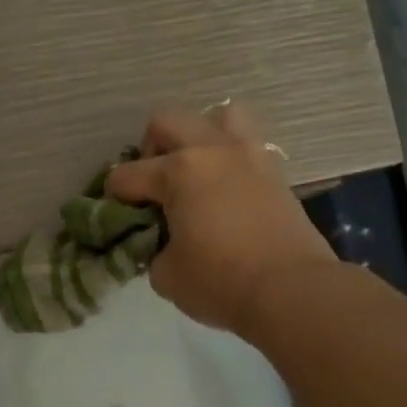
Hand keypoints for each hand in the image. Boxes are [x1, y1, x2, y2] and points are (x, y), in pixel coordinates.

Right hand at [107, 103, 337, 334]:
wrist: (291, 291)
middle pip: (167, 121)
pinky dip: (230, 157)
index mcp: (178, 171)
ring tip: (196, 169)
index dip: (115, 195)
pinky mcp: (276, 172)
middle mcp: (212, 151)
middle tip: (153, 183)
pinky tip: (225, 188)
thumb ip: (153, 251)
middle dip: (150, 148)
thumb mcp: (167, 276)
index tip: (115, 213)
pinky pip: (248, 144)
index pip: (128, 175)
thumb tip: (161, 244)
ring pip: (219, 115)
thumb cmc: (220, 282)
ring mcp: (249, 156)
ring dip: (200, 135)